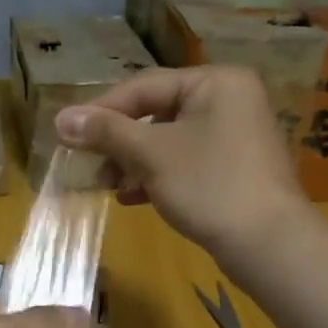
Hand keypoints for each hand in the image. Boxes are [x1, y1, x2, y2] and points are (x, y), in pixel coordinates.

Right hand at [55, 66, 312, 261]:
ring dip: (132, 162)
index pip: (144, 86)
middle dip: (117, 142)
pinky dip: (155, 177)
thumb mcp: (151, 155)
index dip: (101, 110)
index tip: (67, 134)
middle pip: (155, 113)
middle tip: (87, 165)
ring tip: (105, 186)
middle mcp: (228, 100)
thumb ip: (106, 133)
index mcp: (215, 82)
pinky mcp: (232, 169)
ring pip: (168, 141)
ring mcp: (233, 136)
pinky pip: (184, 163)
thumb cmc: (209, 186)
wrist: (268, 244)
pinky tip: (130, 198)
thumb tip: (60, 119)